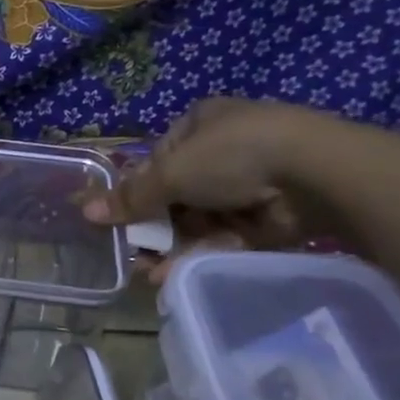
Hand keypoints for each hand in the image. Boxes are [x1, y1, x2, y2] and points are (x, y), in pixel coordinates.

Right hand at [83, 98, 330, 279]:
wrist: (315, 173)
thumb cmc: (232, 155)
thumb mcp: (172, 172)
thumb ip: (132, 196)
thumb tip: (85, 210)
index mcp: (200, 125)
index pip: (159, 161)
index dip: (137, 192)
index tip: (120, 222)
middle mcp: (223, 151)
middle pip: (177, 195)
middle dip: (154, 227)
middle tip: (134, 254)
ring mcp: (248, 185)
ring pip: (199, 221)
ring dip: (174, 247)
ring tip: (151, 274)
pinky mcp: (266, 217)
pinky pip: (225, 238)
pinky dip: (201, 254)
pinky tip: (176, 274)